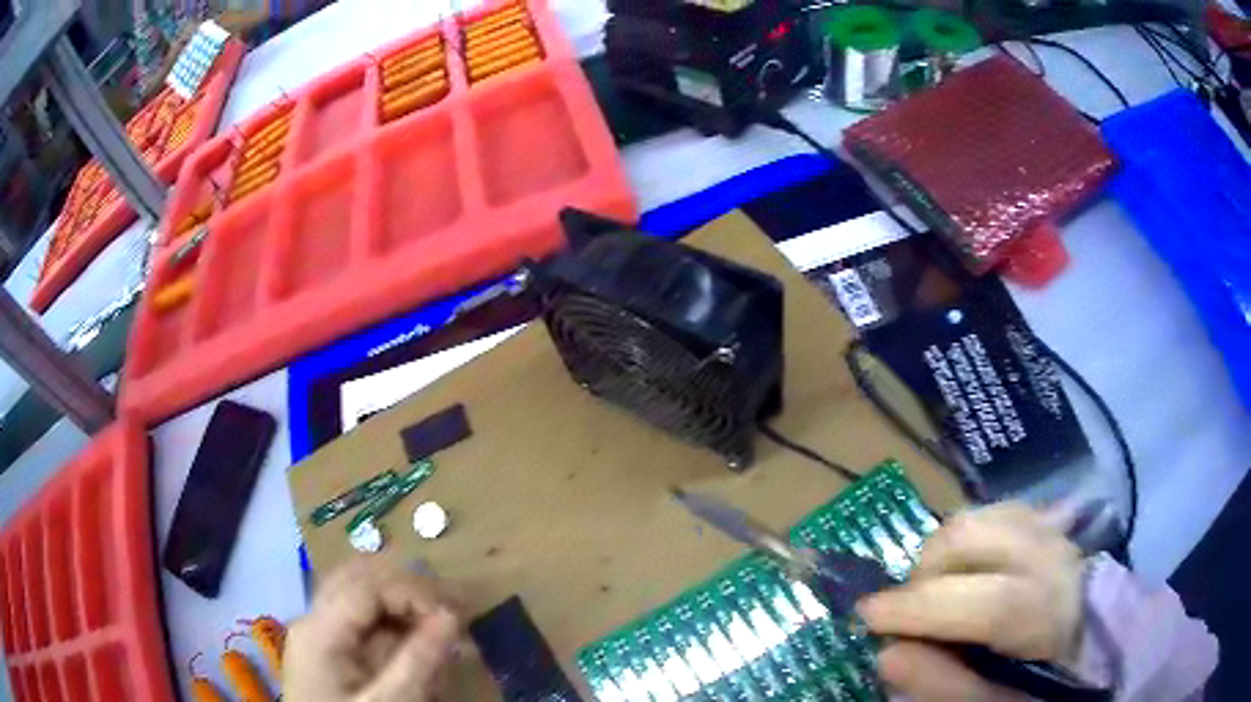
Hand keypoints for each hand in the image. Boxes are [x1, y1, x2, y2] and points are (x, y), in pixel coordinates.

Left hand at [284, 557, 460, 701]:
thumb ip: (418, 662)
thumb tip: (452, 616)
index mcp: (319, 631)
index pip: (367, 584)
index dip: (414, 591)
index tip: (456, 617)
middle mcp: (313, 619)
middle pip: (359, 576)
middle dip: (410, 588)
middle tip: (455, 611)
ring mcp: (318, 632)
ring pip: (359, 593)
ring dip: (403, 602)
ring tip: (442, 626)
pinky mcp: (328, 649)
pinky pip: (361, 619)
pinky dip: (393, 622)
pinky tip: (417, 642)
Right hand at [857, 503, 1084, 701]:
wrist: (1088, 646)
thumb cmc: (1037, 683)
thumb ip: (946, 686)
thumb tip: (888, 654)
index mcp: (1050, 614)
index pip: (988, 604)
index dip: (922, 610)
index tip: (868, 618)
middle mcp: (1053, 558)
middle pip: (973, 537)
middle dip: (922, 573)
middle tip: (908, 612)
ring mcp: (1051, 529)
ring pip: (977, 516)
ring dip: (939, 553)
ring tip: (935, 591)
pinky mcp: (1046, 519)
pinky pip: (992, 511)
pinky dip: (964, 538)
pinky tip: (965, 569)